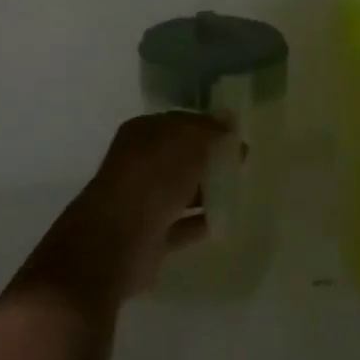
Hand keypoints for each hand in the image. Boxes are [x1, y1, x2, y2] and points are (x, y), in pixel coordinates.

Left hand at [31, 112, 232, 301]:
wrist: (117, 240)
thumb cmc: (152, 178)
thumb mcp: (187, 142)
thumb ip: (210, 130)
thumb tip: (229, 119)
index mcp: (142, 133)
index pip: (180, 123)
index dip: (208, 127)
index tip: (237, 136)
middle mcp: (140, 163)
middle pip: (180, 157)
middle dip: (209, 158)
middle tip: (242, 164)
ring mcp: (143, 201)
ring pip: (180, 190)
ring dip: (205, 190)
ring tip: (237, 190)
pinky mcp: (150, 236)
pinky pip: (182, 224)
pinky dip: (200, 222)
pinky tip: (224, 221)